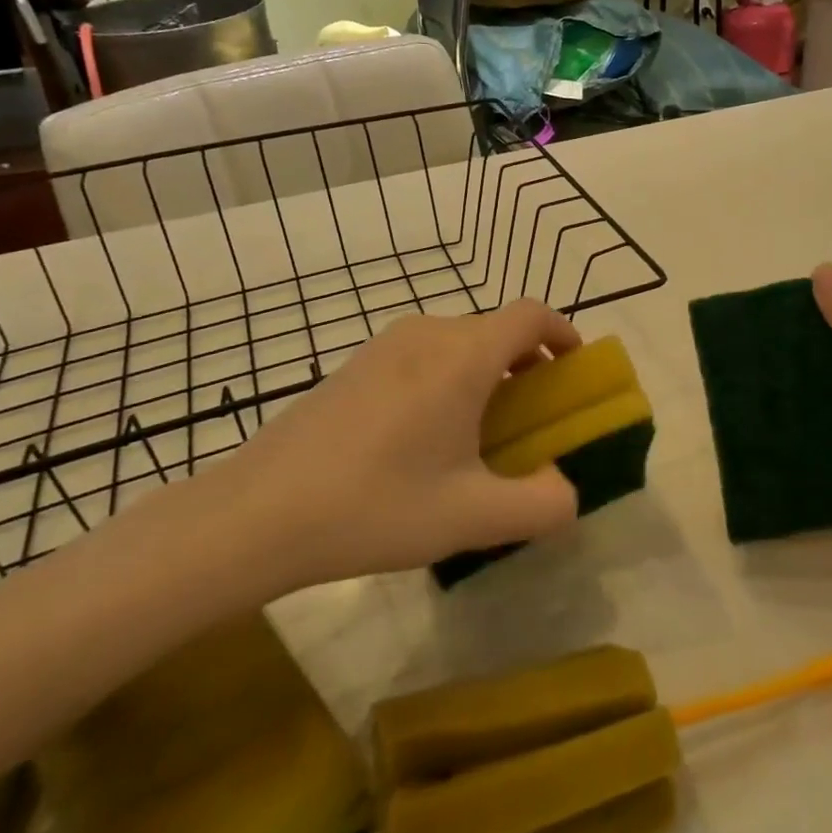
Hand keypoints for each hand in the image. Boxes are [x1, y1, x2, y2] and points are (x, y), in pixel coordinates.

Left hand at [181, 300, 583, 599]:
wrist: (258, 513)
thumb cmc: (376, 506)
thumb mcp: (473, 517)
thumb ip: (542, 505)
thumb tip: (566, 491)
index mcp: (463, 357)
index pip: (530, 314)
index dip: (562, 332)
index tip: (573, 369)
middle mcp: (427, 335)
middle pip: (495, 330)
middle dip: (526, 364)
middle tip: (531, 418)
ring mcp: (384, 346)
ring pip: (457, 342)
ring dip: (485, 372)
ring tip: (478, 433)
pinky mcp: (354, 365)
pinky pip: (421, 356)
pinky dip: (447, 378)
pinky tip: (423, 438)